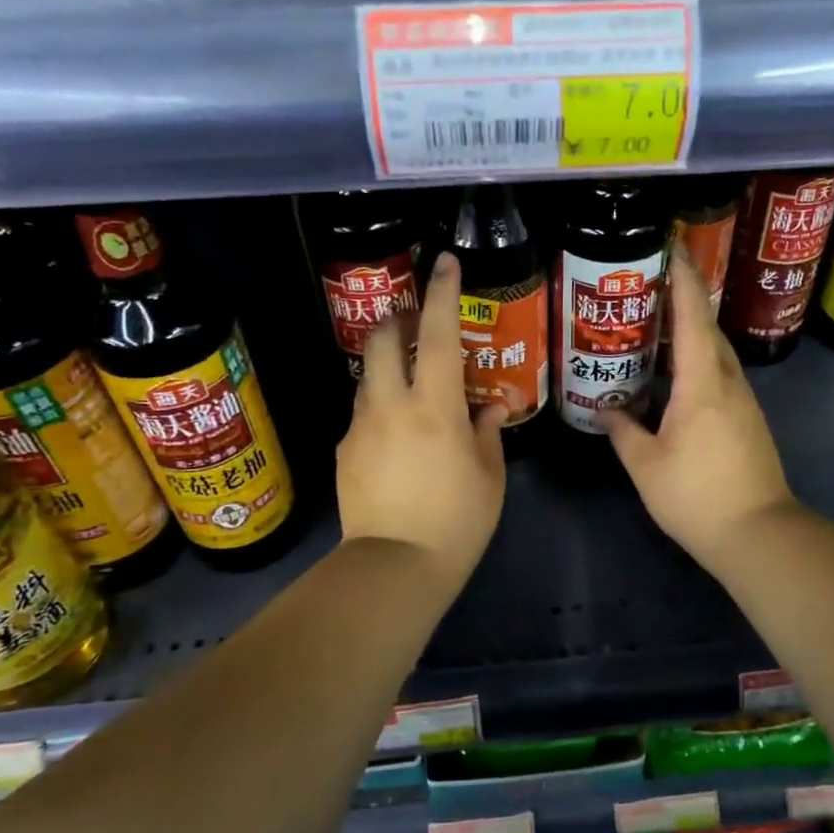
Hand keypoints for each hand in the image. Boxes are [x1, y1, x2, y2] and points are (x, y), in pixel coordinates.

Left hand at [337, 252, 507, 594]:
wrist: (394, 569)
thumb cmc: (457, 522)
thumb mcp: (489, 476)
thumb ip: (487, 432)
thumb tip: (489, 408)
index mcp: (434, 407)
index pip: (437, 334)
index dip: (442, 293)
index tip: (445, 263)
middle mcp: (390, 405)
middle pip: (381, 338)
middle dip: (398, 318)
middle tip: (418, 324)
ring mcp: (360, 426)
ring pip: (369, 375)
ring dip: (389, 365)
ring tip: (413, 387)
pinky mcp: (344, 450)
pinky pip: (363, 413)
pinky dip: (381, 407)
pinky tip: (399, 437)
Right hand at [600, 249, 794, 573]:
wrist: (759, 535)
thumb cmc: (697, 497)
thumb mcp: (645, 465)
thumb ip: (624, 431)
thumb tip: (608, 411)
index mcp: (703, 383)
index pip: (693, 317)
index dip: (682, 279)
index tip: (669, 247)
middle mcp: (728, 381)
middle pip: (707, 328)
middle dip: (681, 301)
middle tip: (645, 288)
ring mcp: (743, 400)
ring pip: (715, 352)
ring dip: (688, 333)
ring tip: (652, 328)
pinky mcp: (747, 419)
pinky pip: (718, 374)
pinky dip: (695, 362)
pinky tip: (671, 376)